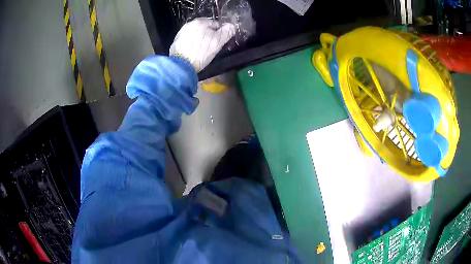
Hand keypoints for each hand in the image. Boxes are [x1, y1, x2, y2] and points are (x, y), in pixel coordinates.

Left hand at [170, 18, 235, 71]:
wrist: (181, 65)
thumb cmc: (201, 52)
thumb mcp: (218, 42)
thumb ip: (227, 32)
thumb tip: (231, 26)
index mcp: (200, 22)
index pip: (216, 24)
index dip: (220, 33)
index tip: (220, 42)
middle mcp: (189, 24)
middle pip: (205, 29)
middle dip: (210, 36)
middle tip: (212, 48)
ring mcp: (181, 33)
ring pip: (196, 35)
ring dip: (200, 41)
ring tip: (202, 52)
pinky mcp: (176, 42)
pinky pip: (188, 41)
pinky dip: (192, 45)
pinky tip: (194, 53)